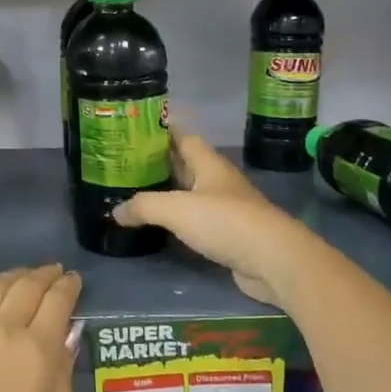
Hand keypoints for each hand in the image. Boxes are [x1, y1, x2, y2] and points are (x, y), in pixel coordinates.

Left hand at [0, 264, 82, 391]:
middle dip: (46, 275)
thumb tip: (67, 339)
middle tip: (54, 272)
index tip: (73, 281)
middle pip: (28, 286)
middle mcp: (1, 326)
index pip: (58, 302)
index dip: (69, 287)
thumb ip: (64, 379)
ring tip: (22, 278)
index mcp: (37, 351)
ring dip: (14, 277)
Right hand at [114, 134, 294, 309]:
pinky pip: (199, 221)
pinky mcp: (231, 235)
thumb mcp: (175, 209)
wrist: (274, 260)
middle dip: (161, 163)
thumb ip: (143, 206)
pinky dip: (181, 220)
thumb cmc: (225, 221)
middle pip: (187, 165)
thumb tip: (116, 211)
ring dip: (170, 193)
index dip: (163, 132)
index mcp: (209, 164)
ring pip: (192, 194)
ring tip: (138, 194)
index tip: (138, 131)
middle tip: (129, 164)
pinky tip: (163, 226)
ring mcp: (228, 209)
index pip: (184, 137)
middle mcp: (219, 182)